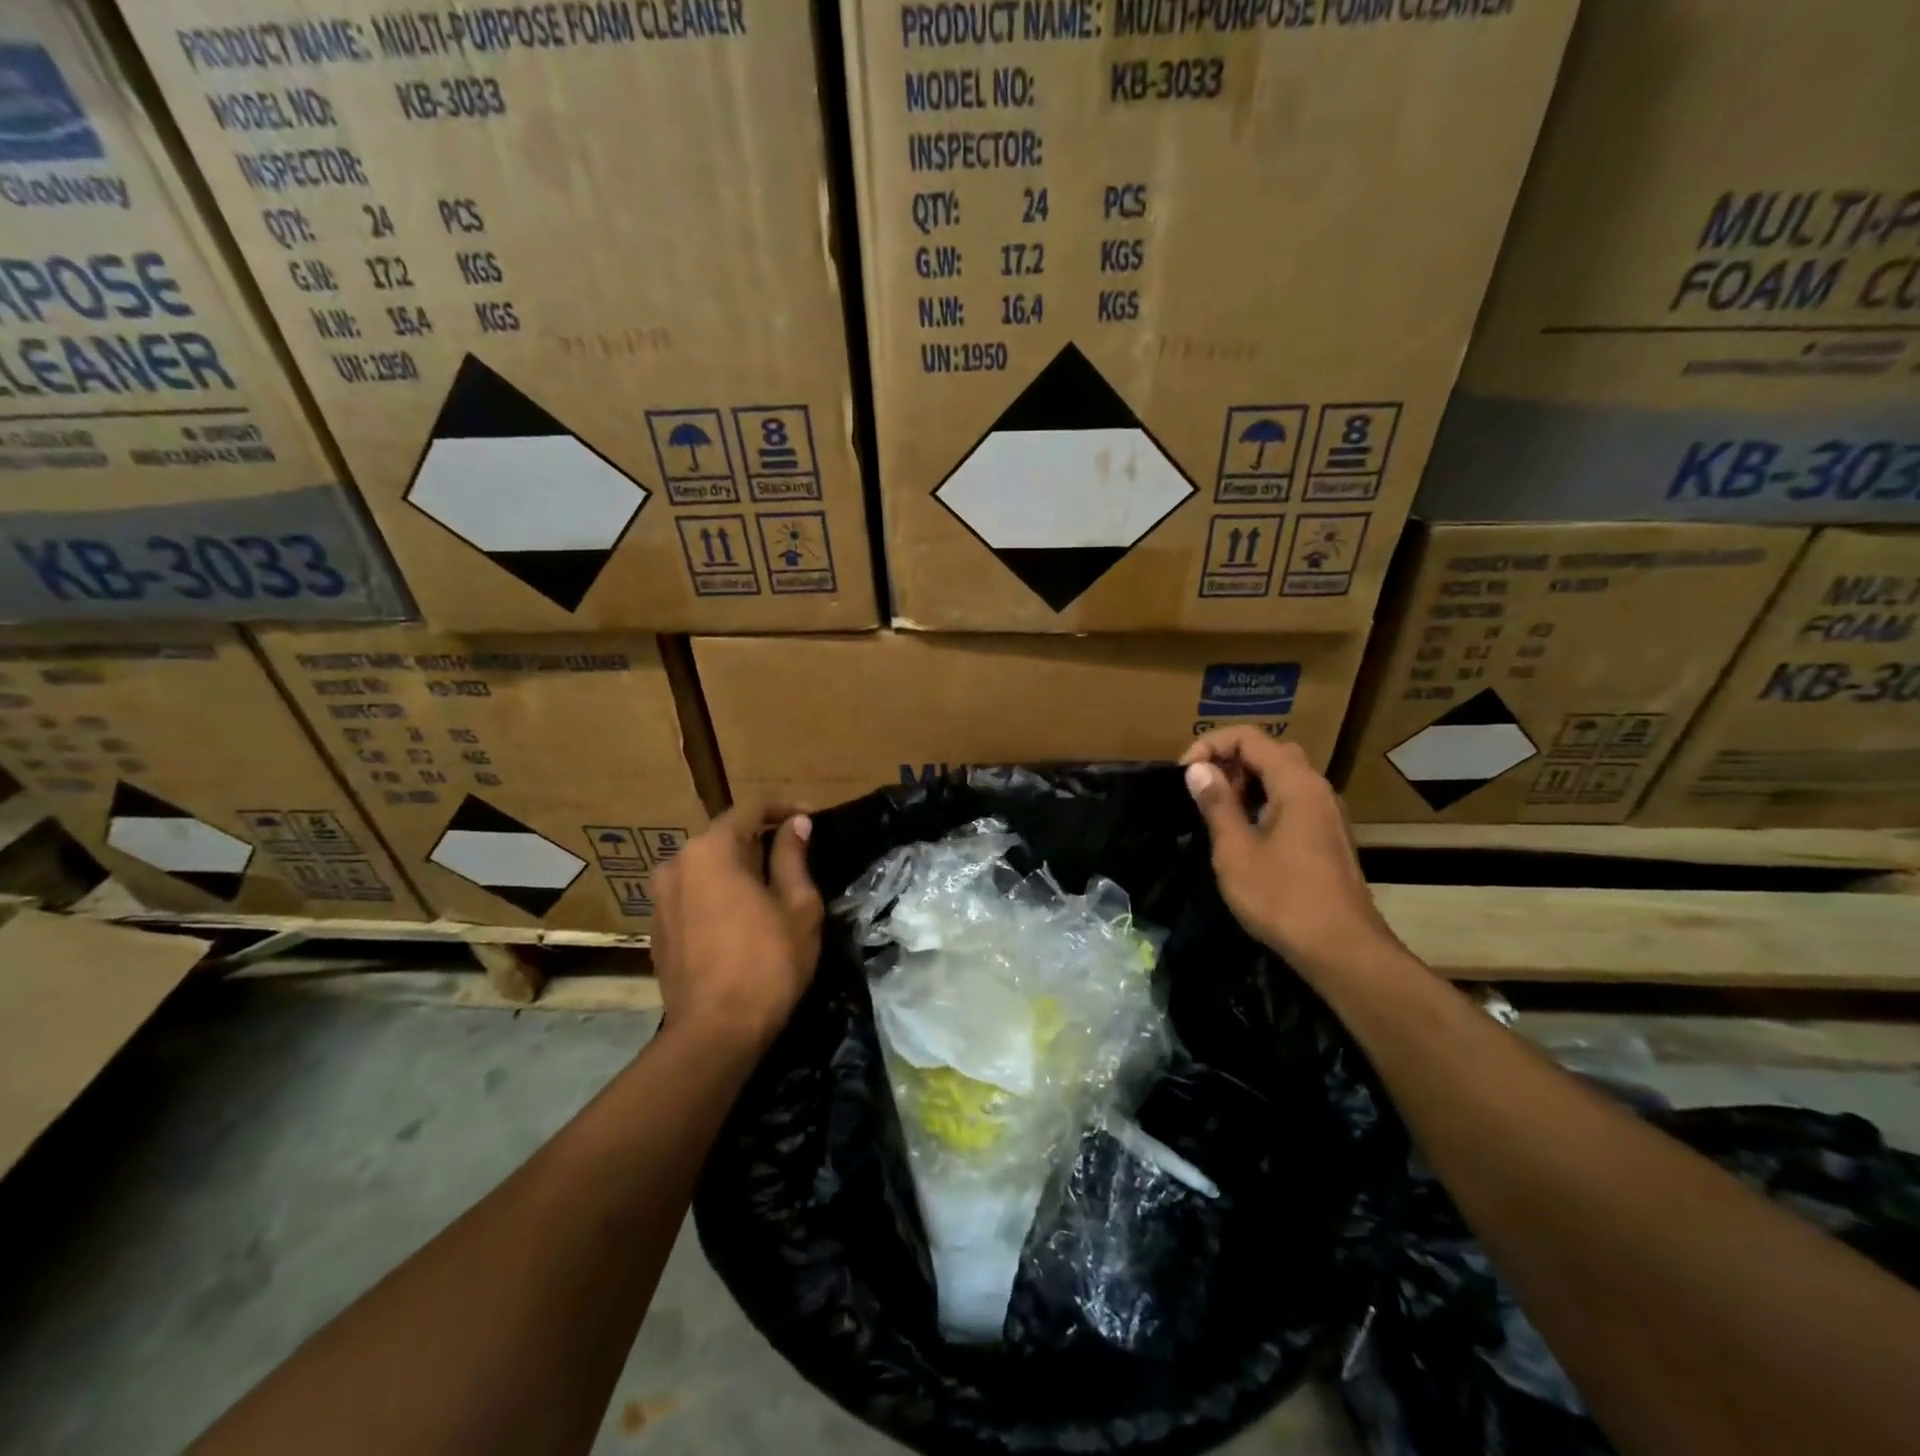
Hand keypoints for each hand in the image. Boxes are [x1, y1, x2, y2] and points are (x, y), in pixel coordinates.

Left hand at [650, 802, 823, 1051]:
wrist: (714, 1033)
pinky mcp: (657, 928)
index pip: (749, 810)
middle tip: (796, 857)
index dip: (783, 810)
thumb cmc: (767, 962)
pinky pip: (693, 895)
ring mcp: (660, 898)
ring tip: (771, 889)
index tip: (810, 819)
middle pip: (725, 837)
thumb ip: (792, 856)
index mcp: (710, 850)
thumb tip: (795, 824)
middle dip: (760, 841)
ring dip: (738, 869)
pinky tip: (742, 918)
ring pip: (707, 868)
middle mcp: (676, 864)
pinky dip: (718, 894)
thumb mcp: (797, 905)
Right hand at [1180, 728, 1400, 980]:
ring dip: (1245, 783)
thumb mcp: (1236, 850)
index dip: (1210, 746)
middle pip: (1269, 752)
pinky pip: (1291, 801)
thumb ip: (1216, 804)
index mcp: (1296, 783)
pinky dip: (1262, 802)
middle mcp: (1316, 788)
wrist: (1342, 950)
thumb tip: (1198, 769)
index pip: (1249, 737)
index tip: (1185, 775)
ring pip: (1282, 777)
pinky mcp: (1327, 836)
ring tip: (1215, 812)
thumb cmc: (1283, 898)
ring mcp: (1326, 813)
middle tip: (1200, 791)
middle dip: (1228, 761)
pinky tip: (1243, 833)